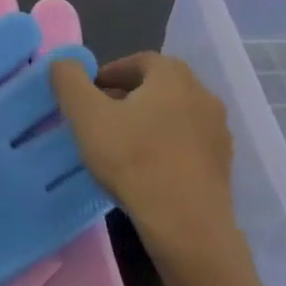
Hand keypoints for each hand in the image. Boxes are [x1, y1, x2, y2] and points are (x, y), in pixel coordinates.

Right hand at [50, 53, 261, 285]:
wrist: (187, 224)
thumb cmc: (134, 161)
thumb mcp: (87, 116)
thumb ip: (69, 81)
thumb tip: (63, 61)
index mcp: (173, 76)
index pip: (139, 60)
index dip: (109, 72)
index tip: (87, 94)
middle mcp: (202, 95)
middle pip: (158, 85)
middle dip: (127, 95)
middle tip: (98, 117)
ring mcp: (217, 130)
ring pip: (173, 114)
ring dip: (147, 120)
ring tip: (119, 144)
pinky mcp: (221, 162)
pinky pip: (186, 142)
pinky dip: (164, 145)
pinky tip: (145, 168)